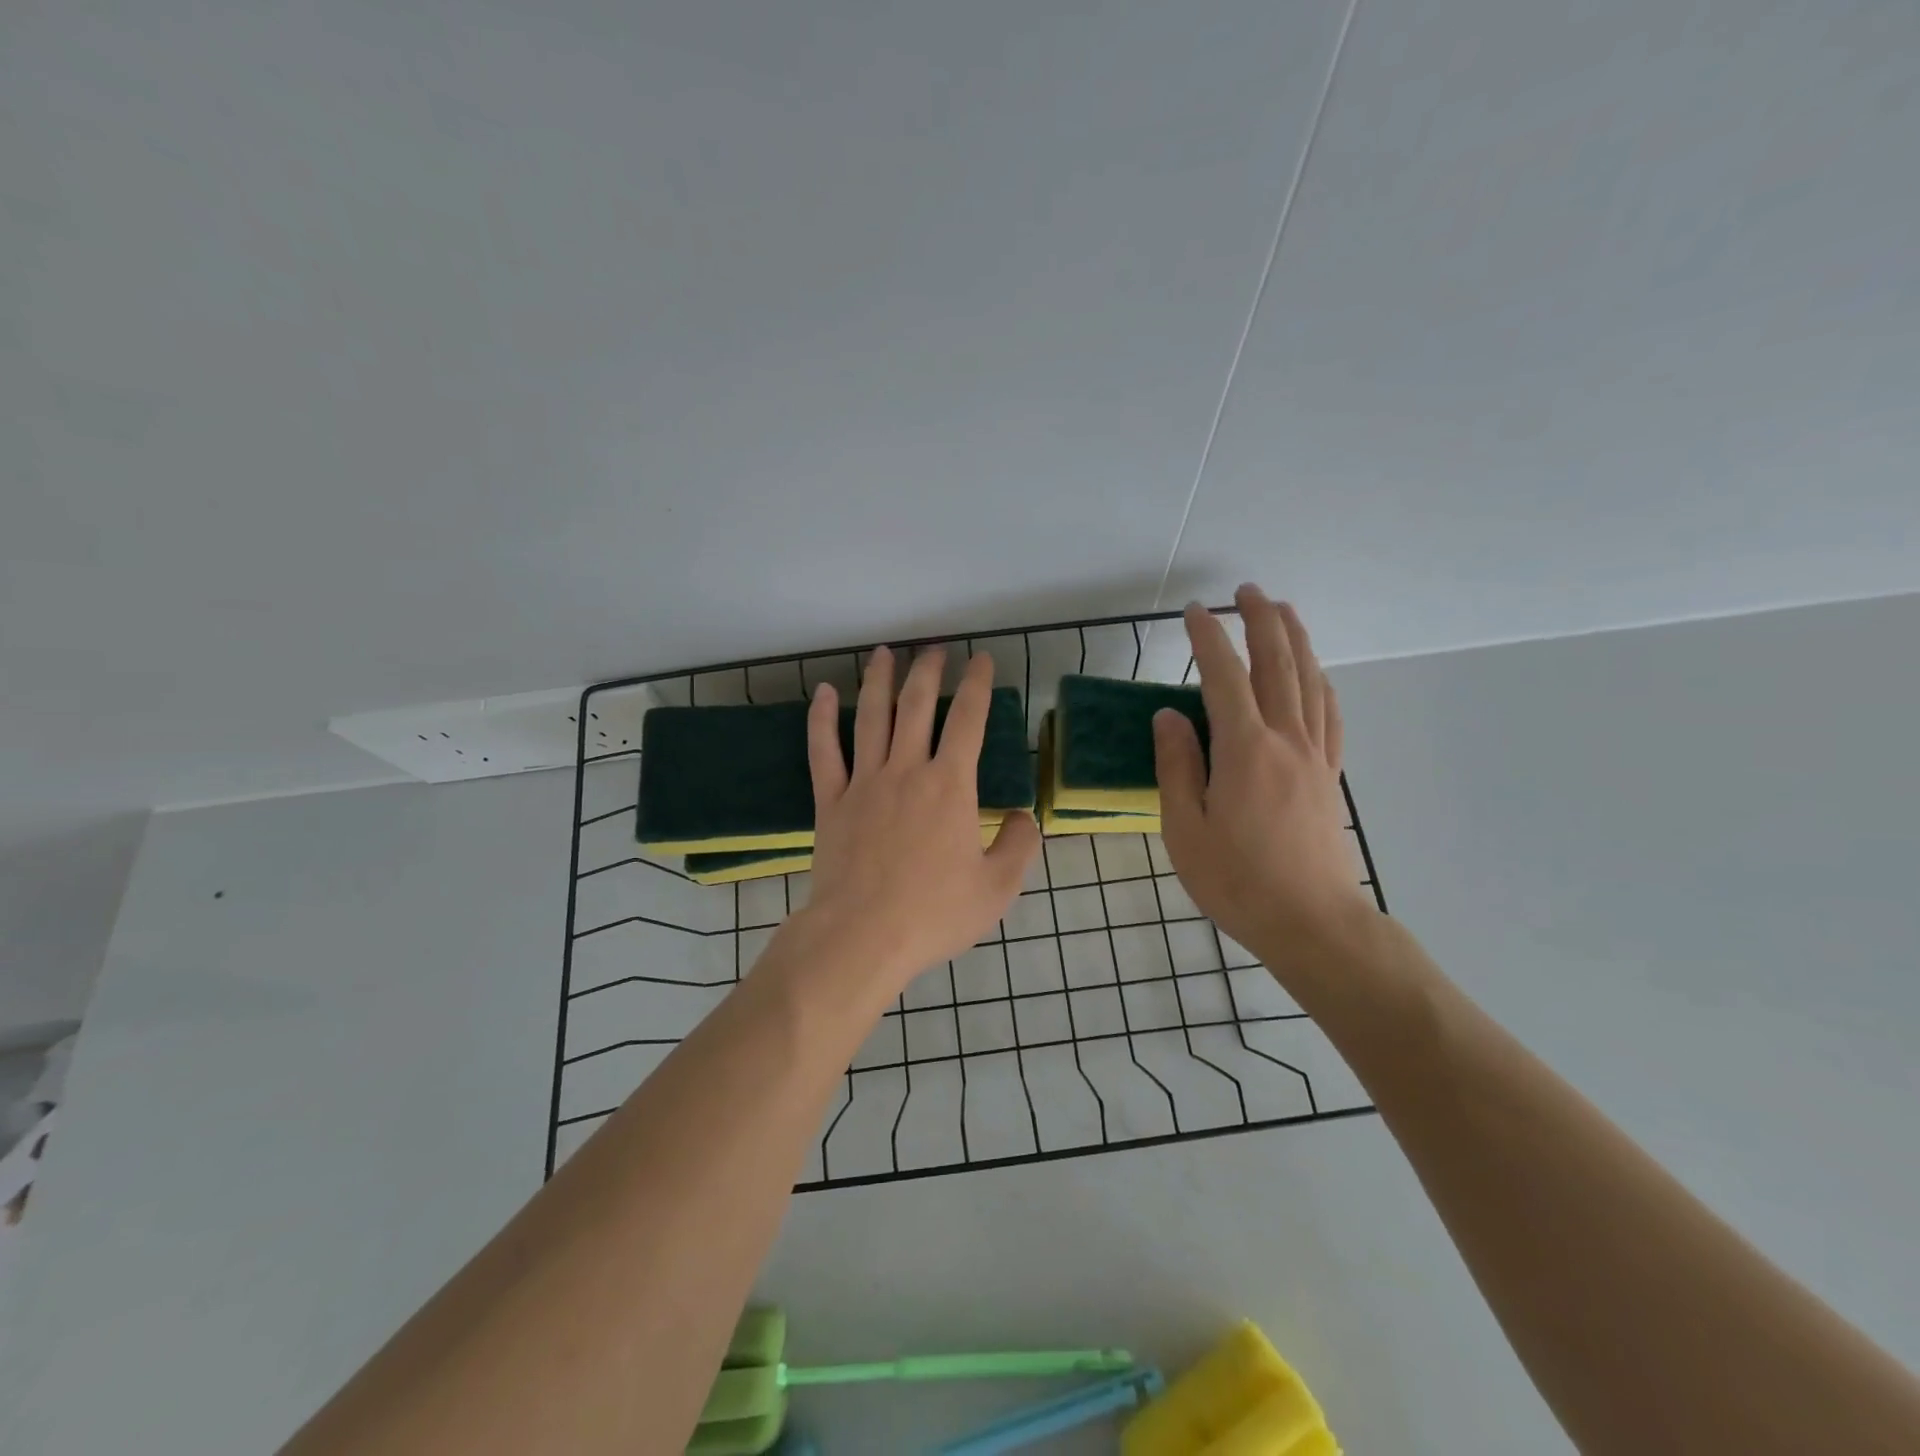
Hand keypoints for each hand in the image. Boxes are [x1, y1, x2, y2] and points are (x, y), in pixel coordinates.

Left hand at [796, 645, 1040, 993]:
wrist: (862, 937)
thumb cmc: (934, 913)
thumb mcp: (997, 888)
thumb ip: (1018, 845)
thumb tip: (1022, 816)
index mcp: (950, 786)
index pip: (968, 720)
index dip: (977, 685)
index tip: (981, 660)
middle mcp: (907, 770)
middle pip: (917, 705)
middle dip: (928, 671)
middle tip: (935, 648)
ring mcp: (864, 782)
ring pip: (871, 716)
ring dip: (879, 680)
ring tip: (885, 653)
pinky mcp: (830, 801)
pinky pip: (823, 750)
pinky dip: (822, 718)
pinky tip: (824, 692)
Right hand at [1154, 587, 1374, 970]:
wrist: (1312, 923)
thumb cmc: (1237, 881)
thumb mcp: (1185, 828)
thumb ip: (1177, 766)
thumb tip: (1169, 715)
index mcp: (1244, 750)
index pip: (1224, 677)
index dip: (1208, 639)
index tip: (1193, 612)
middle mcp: (1285, 740)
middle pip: (1278, 664)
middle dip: (1261, 621)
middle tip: (1246, 591)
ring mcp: (1314, 755)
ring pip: (1309, 681)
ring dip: (1296, 640)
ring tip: (1283, 611)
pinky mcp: (1329, 775)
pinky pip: (1329, 714)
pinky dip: (1320, 682)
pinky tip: (1315, 675)